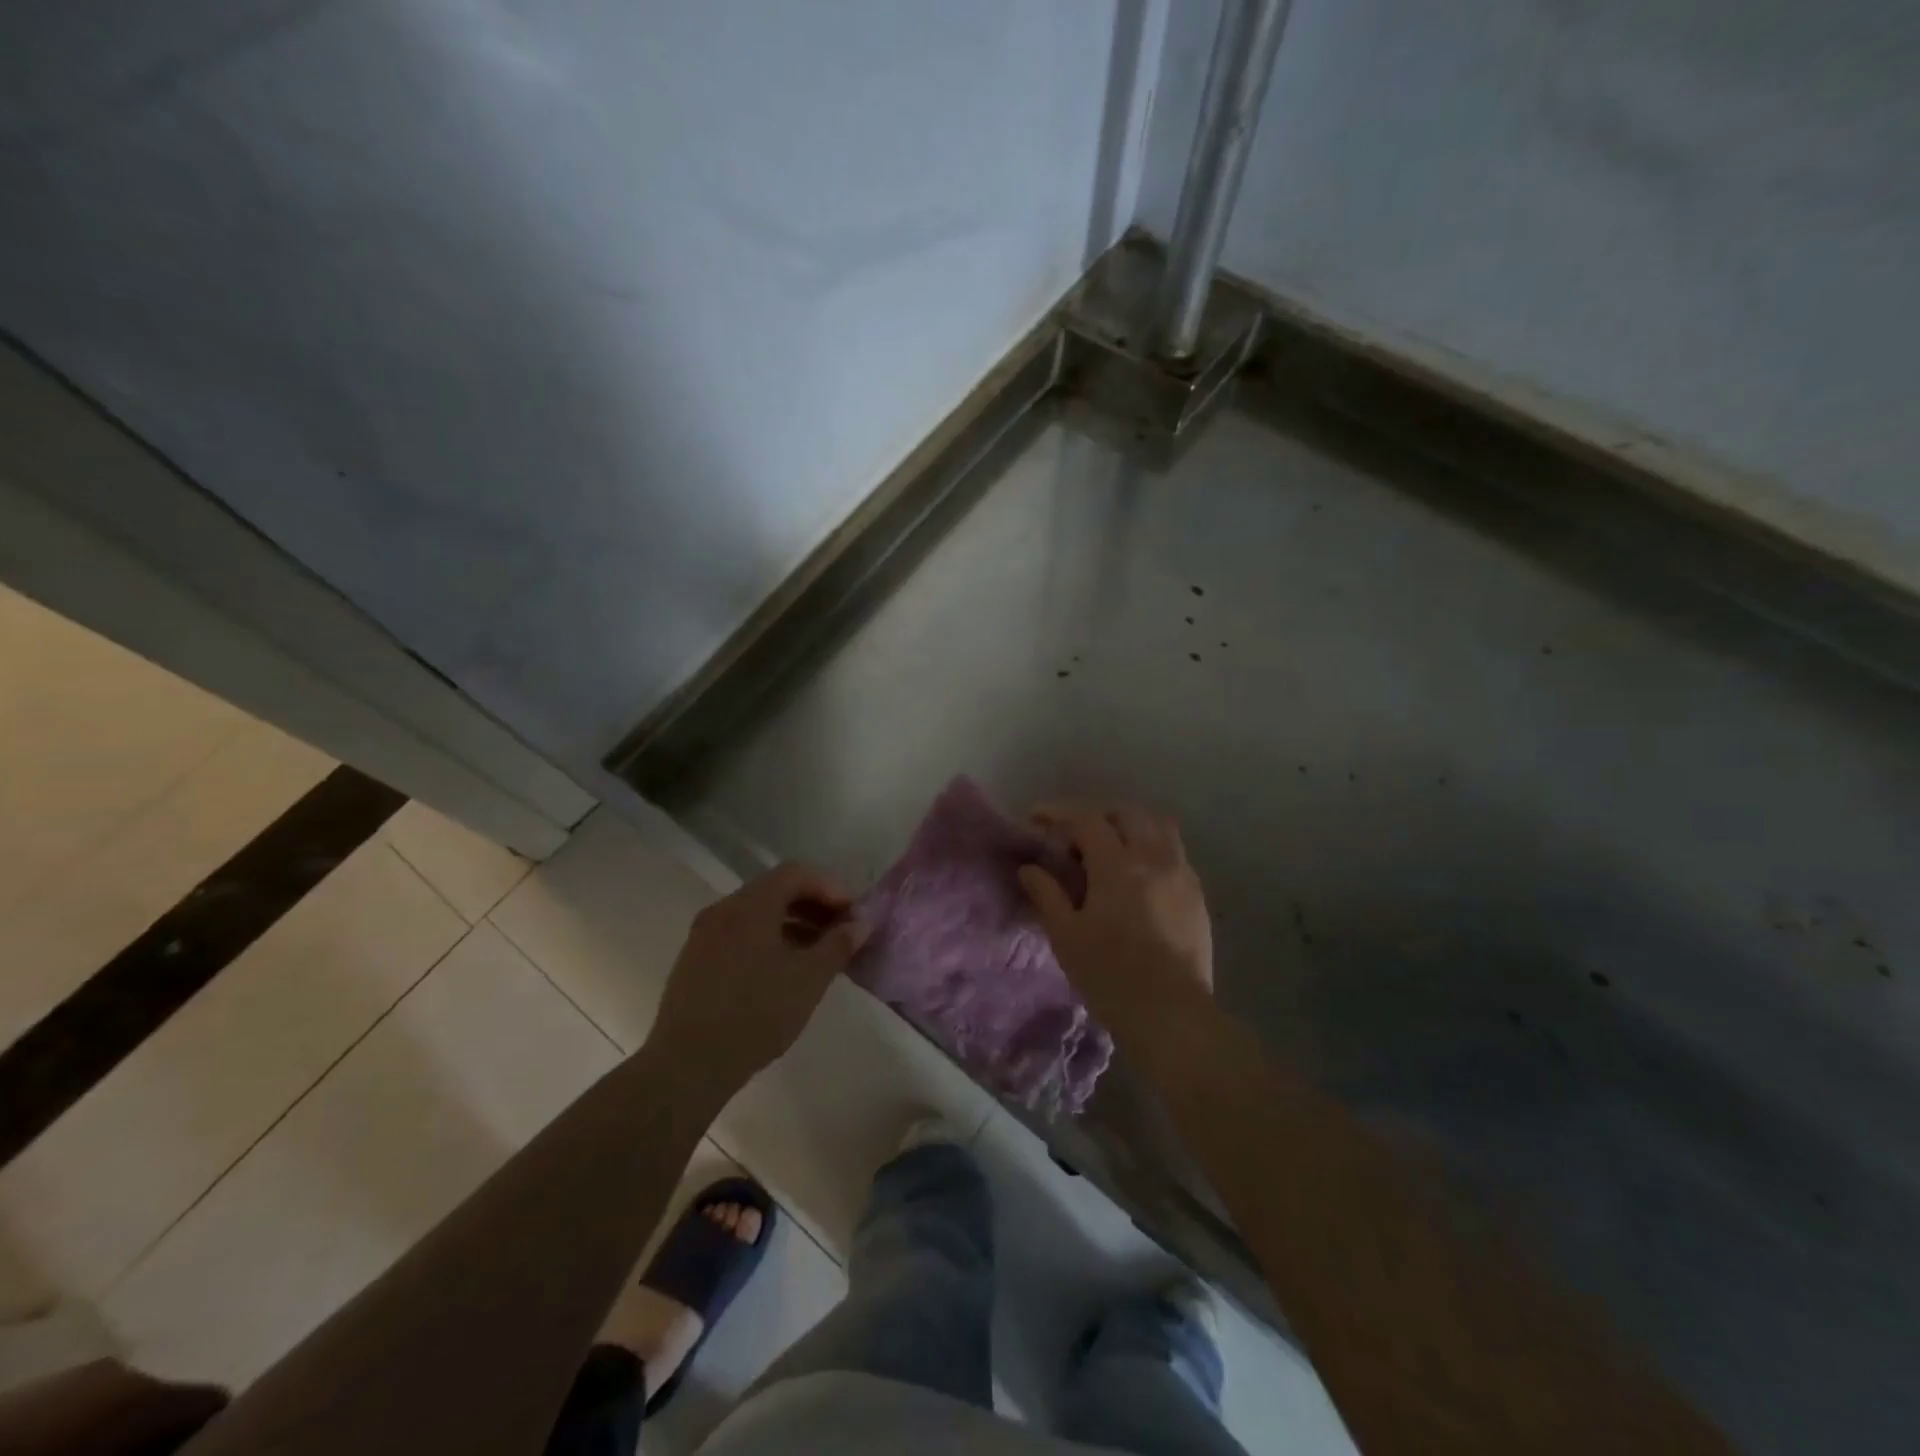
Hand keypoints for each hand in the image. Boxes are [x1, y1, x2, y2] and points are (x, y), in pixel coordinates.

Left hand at [651, 863, 868, 1096]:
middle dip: (812, 905)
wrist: (687, 1066)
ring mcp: (704, 935)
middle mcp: (723, 910)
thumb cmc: (756, 1014)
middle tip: (840, 931)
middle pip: (775, 890)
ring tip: (818, 953)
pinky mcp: (695, 961)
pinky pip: (739, 934)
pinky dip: (768, 939)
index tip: (852, 913)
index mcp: (750, 905)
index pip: (796, 873)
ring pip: (756, 914)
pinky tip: (784, 970)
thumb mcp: (809, 979)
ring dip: (791, 924)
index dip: (830, 887)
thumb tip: (861, 923)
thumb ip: (838, 944)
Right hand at [1017, 801, 1213, 1044]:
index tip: (1037, 818)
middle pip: (1126, 813)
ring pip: (1159, 827)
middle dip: (1097, 816)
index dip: (1058, 812)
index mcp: (1117, 865)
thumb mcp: (1066, 936)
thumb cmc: (1110, 976)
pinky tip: (1139, 880)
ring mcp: (1182, 874)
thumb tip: (1030, 868)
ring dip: (1131, 827)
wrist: (1172, 1014)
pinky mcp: (1198, 895)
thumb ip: (1047, 894)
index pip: (1086, 819)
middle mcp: (1154, 858)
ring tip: (1111, 852)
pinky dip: (1152, 850)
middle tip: (1075, 839)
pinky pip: (1174, 853)